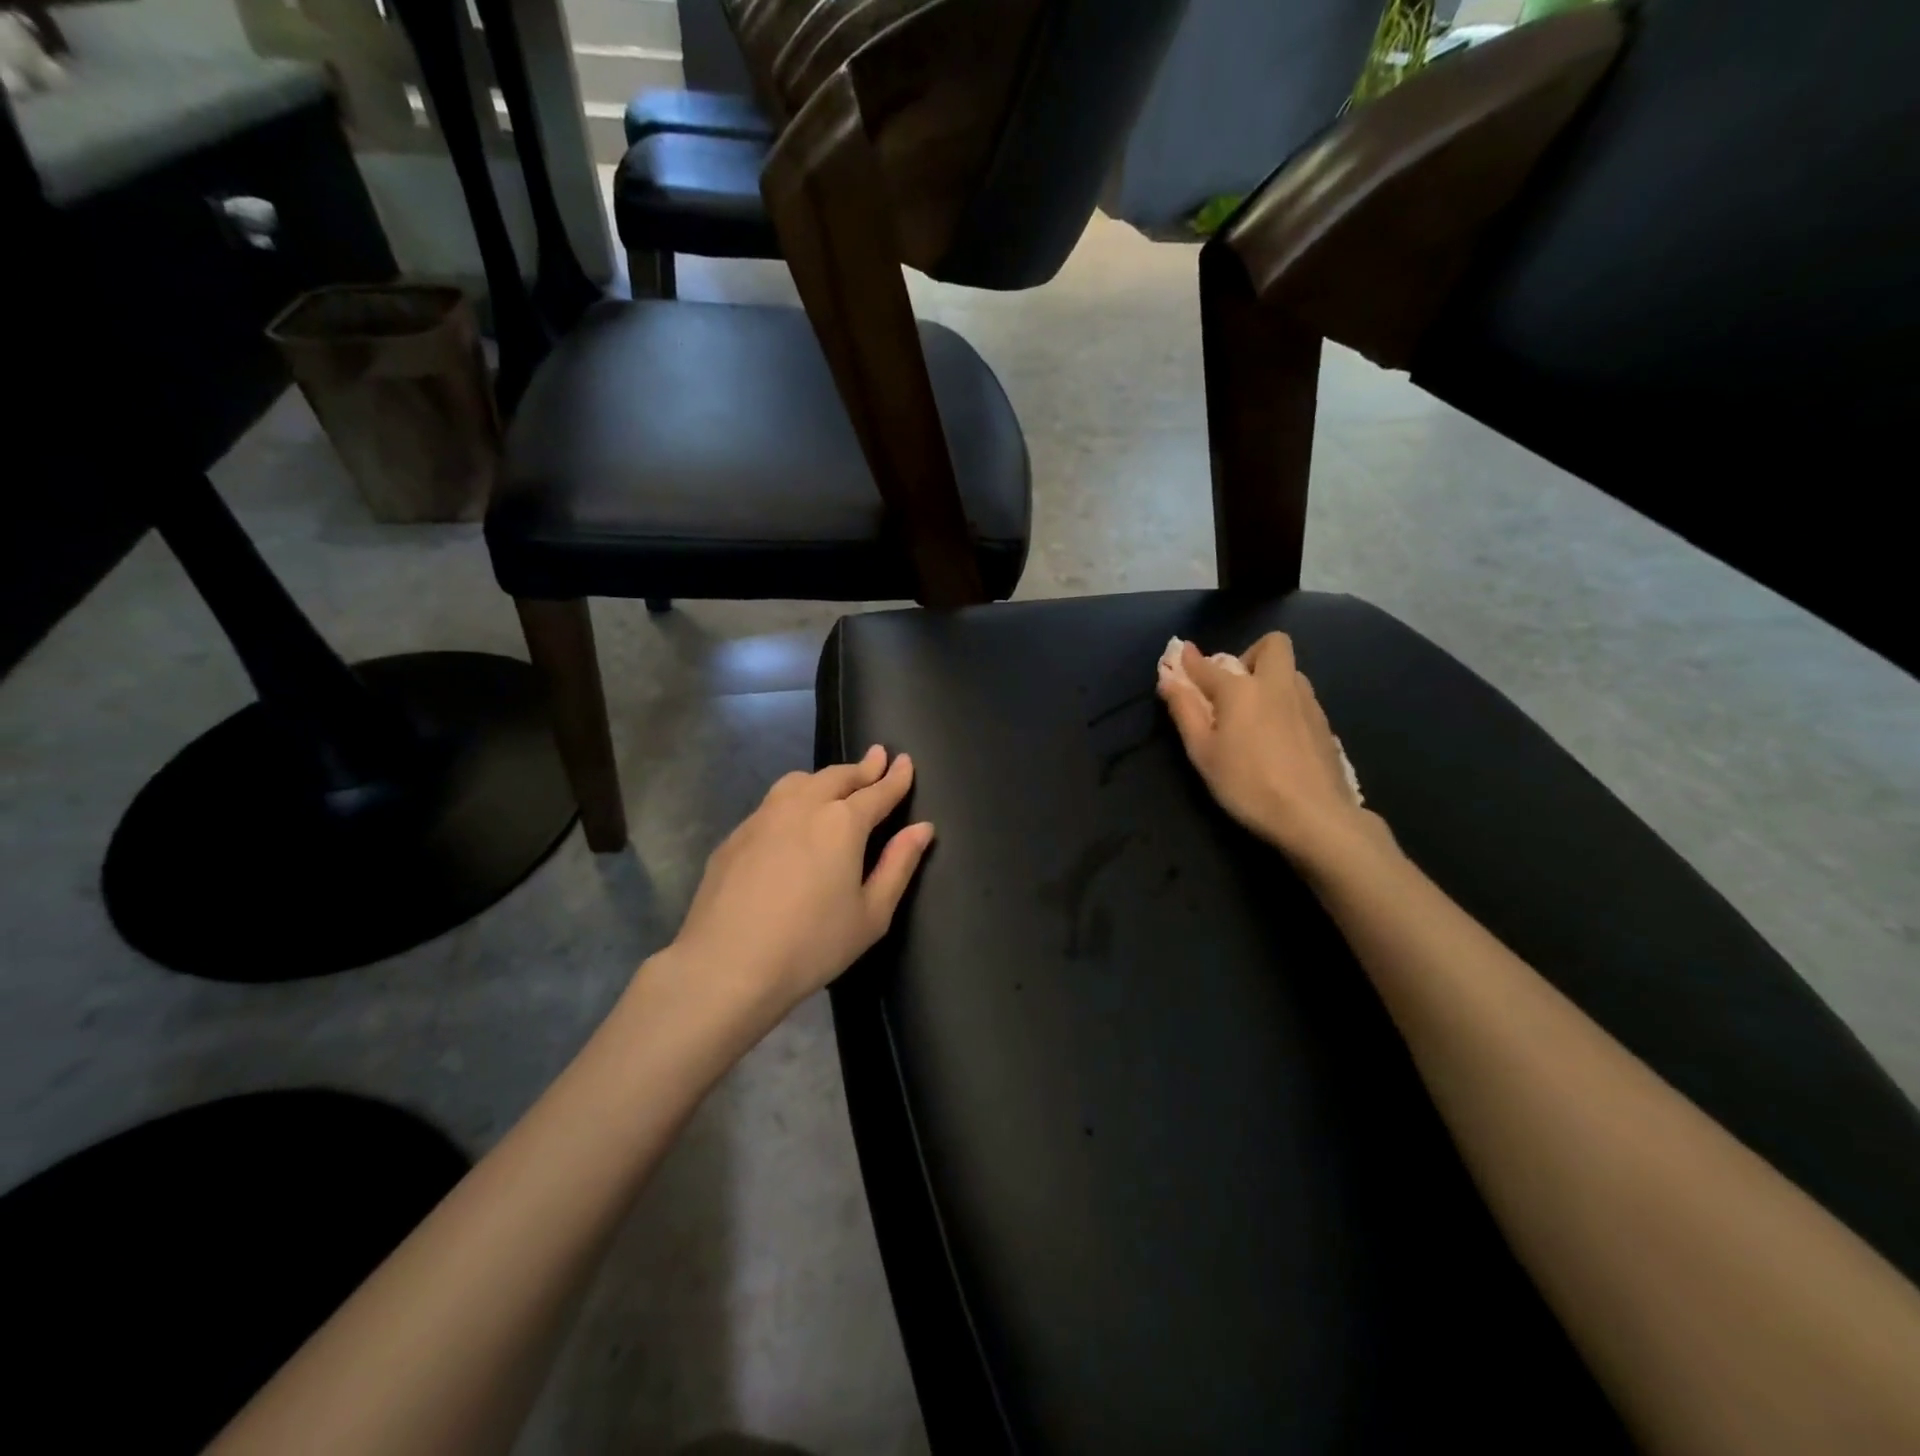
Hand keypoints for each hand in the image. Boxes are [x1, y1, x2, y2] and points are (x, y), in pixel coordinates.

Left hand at [667, 746, 934, 1018]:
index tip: (905, 760)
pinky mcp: (736, 835)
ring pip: (799, 781)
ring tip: (836, 782)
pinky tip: (792, 817)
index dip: (895, 777)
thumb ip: (899, 865)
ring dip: (825, 777)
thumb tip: (922, 828)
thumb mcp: (871, 914)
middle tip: (877, 757)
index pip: (877, 791)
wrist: (726, 965)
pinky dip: (793, 798)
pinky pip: (772, 803)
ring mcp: (763, 817)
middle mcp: (803, 806)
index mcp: (842, 823)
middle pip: (838, 777)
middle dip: (862, 768)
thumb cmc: (811, 945)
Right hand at [1157, 633, 1385, 865]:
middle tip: (1235, 690)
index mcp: (1241, 690)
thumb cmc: (1247, 784)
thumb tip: (1168, 678)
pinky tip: (1278, 738)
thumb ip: (1185, 711)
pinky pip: (1301, 697)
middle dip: (1250, 655)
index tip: (1180, 654)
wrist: (1314, 814)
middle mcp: (1277, 684)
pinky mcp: (1325, 723)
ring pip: (1290, 671)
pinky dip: (1285, 704)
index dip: (1190, 660)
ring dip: (1270, 680)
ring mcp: (1307, 702)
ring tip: (1255, 716)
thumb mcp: (1203, 752)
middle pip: (1272, 644)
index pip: (1208, 666)